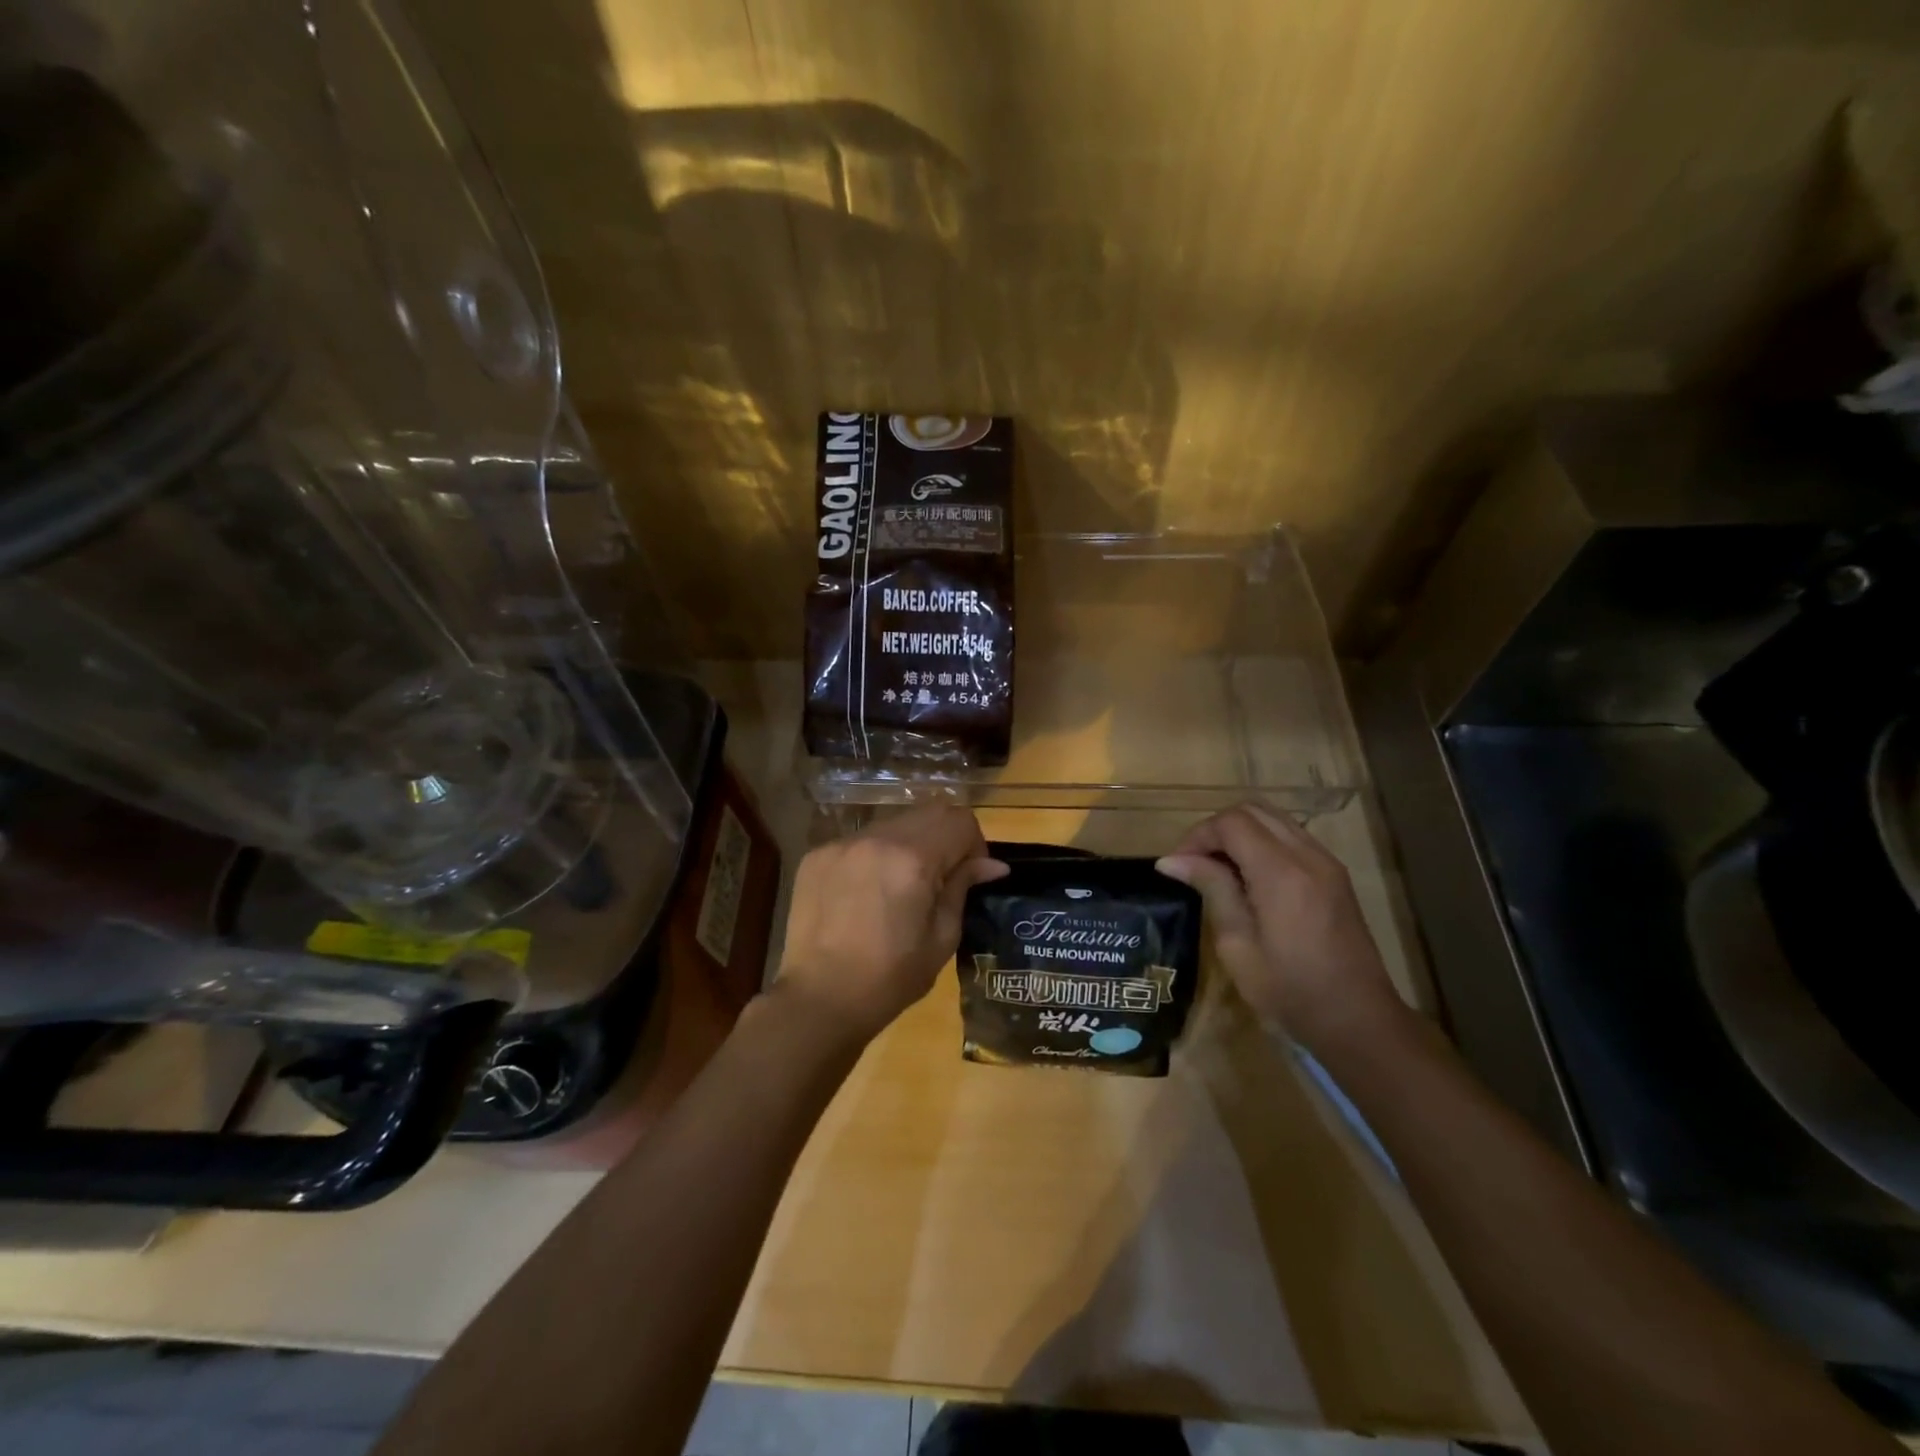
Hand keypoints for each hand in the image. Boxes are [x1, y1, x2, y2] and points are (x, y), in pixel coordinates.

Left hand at [776, 804, 1007, 1043]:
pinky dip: (876, 857)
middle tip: (942, 878)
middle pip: (929, 812)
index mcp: (913, 858)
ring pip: (894, 824)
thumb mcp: (941, 938)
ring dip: (910, 844)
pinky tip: (868, 893)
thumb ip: (962, 888)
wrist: (818, 1000)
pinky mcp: (818, 855)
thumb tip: (992, 864)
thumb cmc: (890, 978)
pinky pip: (861, 841)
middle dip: (946, 838)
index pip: (960, 820)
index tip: (971, 874)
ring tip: (902, 887)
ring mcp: (842, 843)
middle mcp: (876, 838)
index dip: (975, 844)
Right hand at [1156, 802, 1403, 1050]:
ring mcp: (1327, 863)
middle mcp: (1308, 856)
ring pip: (1274, 820)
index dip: (1198, 835)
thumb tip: (1172, 860)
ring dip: (1240, 834)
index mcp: (1281, 873)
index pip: (1231, 823)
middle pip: (1253, 810)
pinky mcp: (1335, 875)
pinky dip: (1262, 843)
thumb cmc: (1290, 991)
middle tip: (1194, 863)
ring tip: (1218, 869)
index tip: (1178, 866)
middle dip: (1216, 829)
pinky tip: (1249, 878)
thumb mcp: (1237, 945)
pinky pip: (1291, 837)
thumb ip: (1212, 890)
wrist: (1358, 1021)